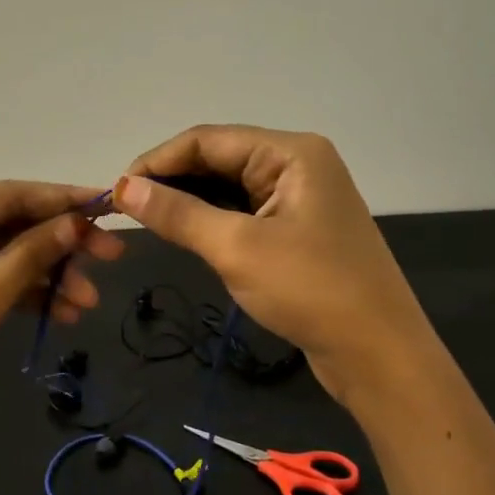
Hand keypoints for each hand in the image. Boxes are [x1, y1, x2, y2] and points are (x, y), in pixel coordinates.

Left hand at [0, 181, 125, 441]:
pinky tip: (65, 314)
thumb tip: (75, 223)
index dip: (59, 199)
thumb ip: (28, 258)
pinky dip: (30, 295)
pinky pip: (0, 280)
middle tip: (113, 254)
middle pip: (13, 224)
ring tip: (90, 301)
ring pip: (12, 255)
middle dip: (62, 243)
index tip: (105, 204)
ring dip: (51, 275)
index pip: (5, 195)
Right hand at [115, 125, 430, 405]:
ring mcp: (299, 199)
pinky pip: (243, 212)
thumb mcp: (236, 248)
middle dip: (171, 181)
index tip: (117, 191)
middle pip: (219, 158)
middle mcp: (297, 165)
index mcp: (291, 153)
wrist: (378, 355)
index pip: (208, 140)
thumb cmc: (310, 291)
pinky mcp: (298, 230)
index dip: (158, 161)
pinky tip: (184, 235)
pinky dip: (211, 220)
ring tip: (148, 222)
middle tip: (127, 211)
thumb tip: (123, 188)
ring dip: (189, 202)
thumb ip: (177, 214)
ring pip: (228, 187)